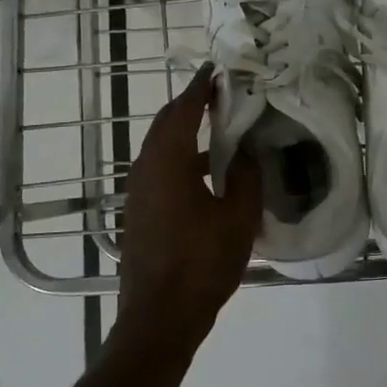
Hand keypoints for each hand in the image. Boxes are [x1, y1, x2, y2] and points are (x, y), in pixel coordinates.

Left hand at [117, 65, 260, 336]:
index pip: (184, 109)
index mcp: (168, 161)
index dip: (201, 87)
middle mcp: (146, 169)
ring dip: (184, 132)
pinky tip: (207, 173)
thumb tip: (248, 152)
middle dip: (189, 104)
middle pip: (166, 123)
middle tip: (218, 93)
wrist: (159, 318)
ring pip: (160, 147)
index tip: (216, 68)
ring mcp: (138, 192)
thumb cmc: (201, 263)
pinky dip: (180, 157)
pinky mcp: (139, 212)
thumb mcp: (238, 218)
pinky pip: (159, 169)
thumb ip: (247, 177)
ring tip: (218, 128)